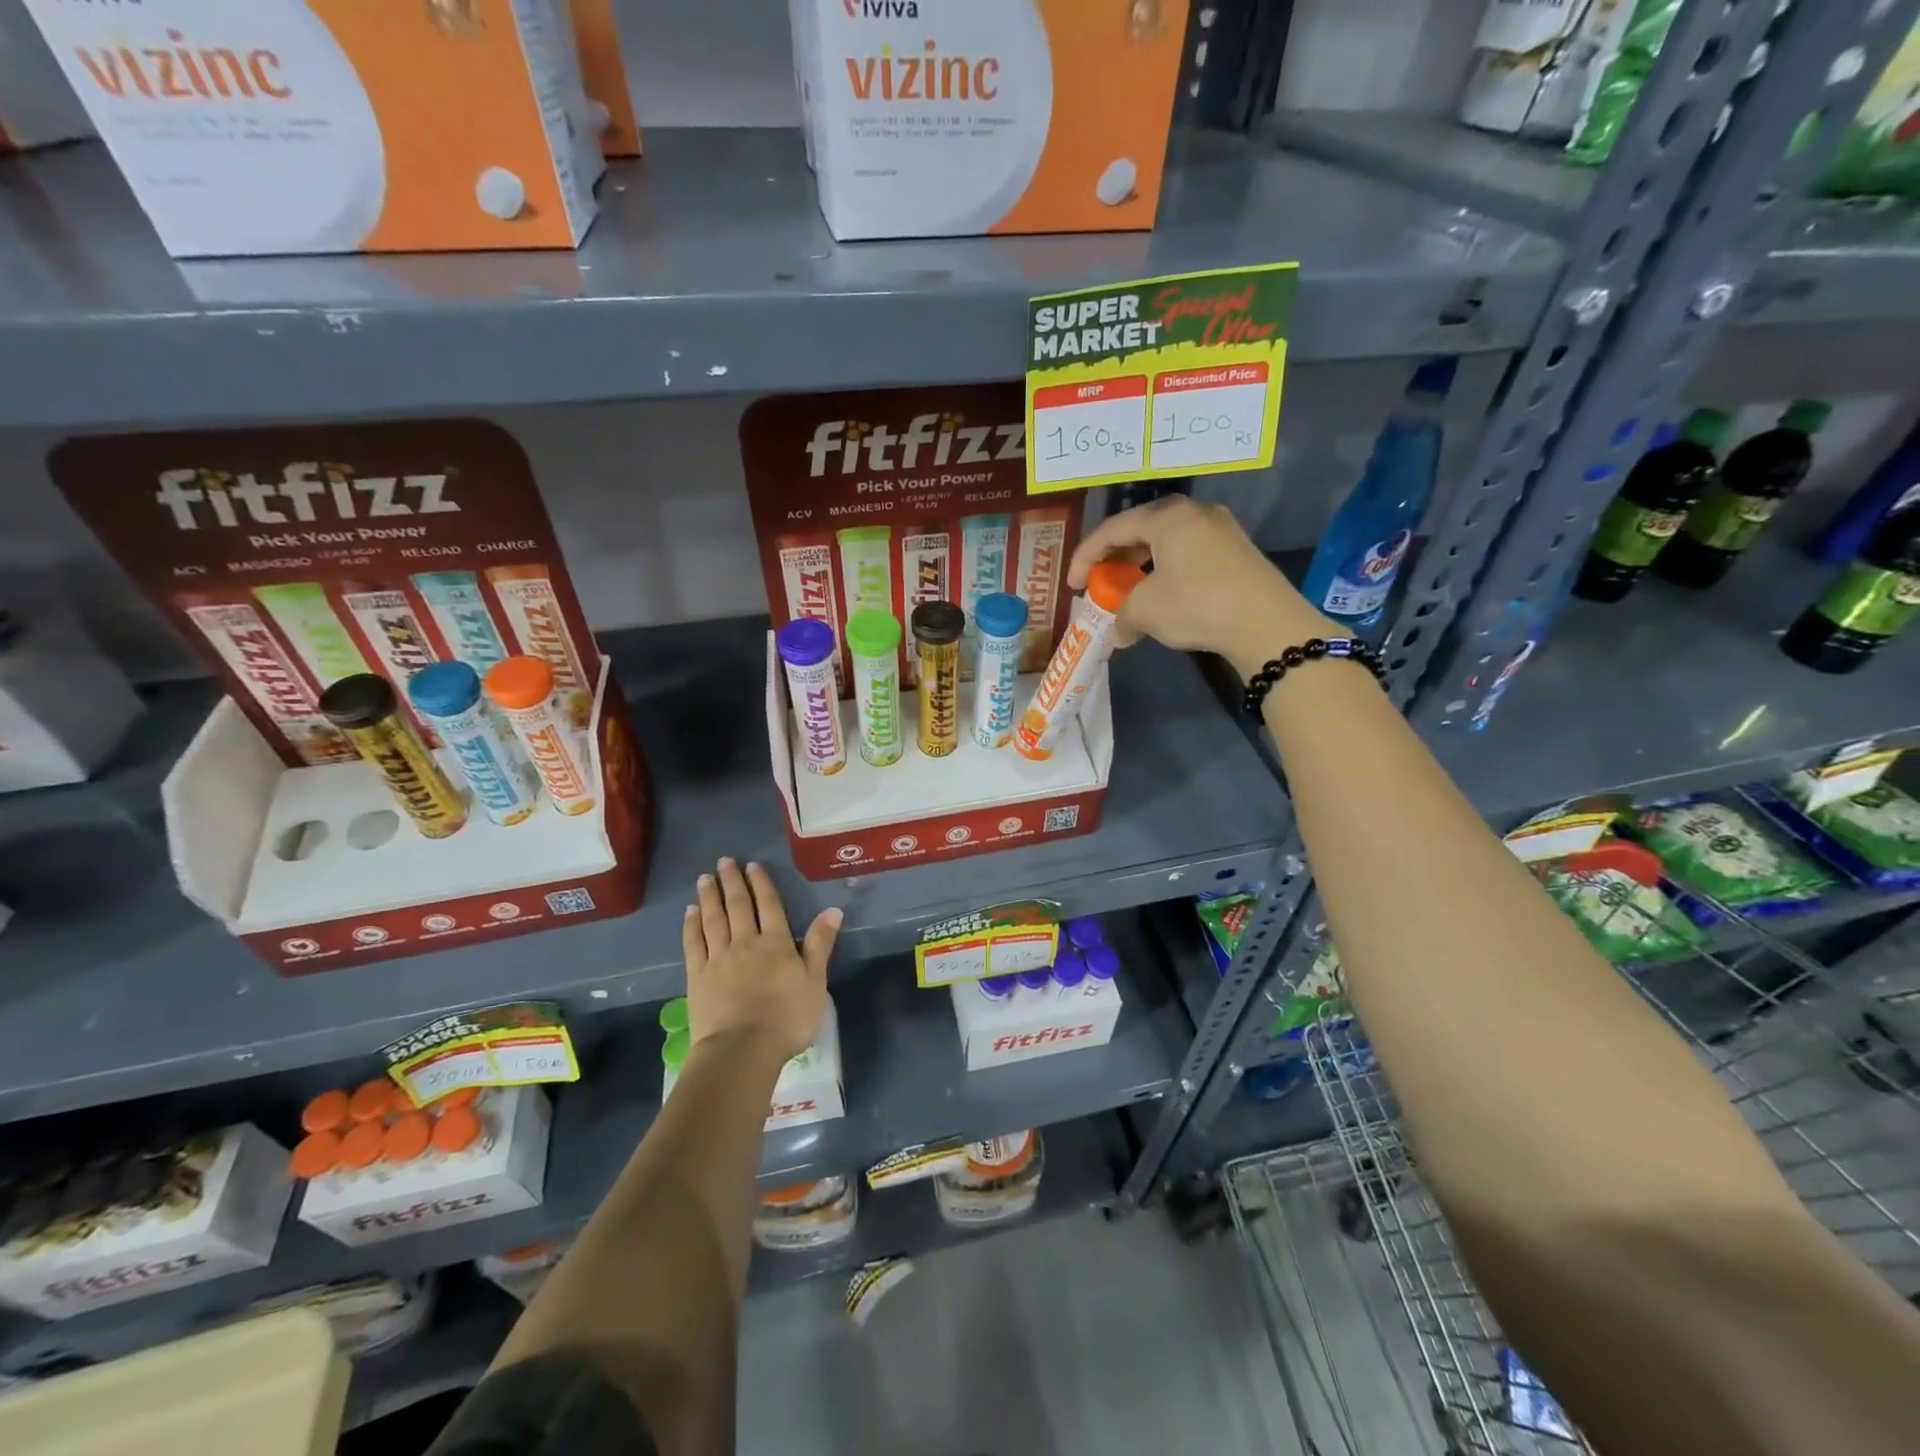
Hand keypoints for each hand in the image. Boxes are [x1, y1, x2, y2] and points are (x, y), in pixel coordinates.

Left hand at [683, 858, 839, 1065]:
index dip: (761, 884)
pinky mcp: (697, 977)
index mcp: (776, 943)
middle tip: (724, 862)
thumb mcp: (815, 982)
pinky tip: (690, 913)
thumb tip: (833, 910)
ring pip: (713, 920)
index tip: (753, 865)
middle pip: (738, 906)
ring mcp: (718, 959)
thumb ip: (820, 945)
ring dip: (710, 897)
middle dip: (732, 882)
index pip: (768, 905)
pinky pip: (694, 944)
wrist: (742, 1049)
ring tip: (705, 878)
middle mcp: (745, 943)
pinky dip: (692, 925)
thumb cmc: (786, 1018)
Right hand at [1066, 496, 1335, 675]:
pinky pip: (1187, 555)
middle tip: (1099, 585)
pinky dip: (1165, 573)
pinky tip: (1162, 597)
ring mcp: (1219, 530)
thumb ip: (1122, 615)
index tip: (1072, 586)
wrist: (1267, 623)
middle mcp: (1193, 513)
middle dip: (1114, 560)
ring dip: (1140, 569)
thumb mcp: (1147, 610)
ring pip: (1165, 544)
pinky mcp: (1236, 551)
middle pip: (1140, 531)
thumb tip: (1119, 633)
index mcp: (1166, 517)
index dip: (1085, 558)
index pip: (1111, 530)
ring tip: (1128, 593)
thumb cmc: (1197, 605)